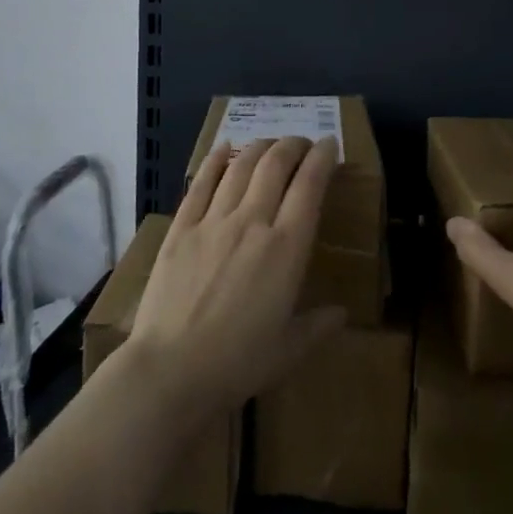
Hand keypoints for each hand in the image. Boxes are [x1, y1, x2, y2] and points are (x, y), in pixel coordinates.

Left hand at [126, 136, 346, 419]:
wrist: (171, 370)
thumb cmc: (238, 363)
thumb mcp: (289, 349)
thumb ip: (318, 325)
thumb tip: (342, 313)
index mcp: (286, 248)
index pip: (310, 185)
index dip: (321, 158)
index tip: (328, 144)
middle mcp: (253, 222)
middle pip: (275, 164)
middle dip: (292, 145)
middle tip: (301, 143)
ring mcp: (214, 221)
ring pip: (241, 166)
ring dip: (259, 147)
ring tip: (269, 144)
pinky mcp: (182, 228)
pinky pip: (201, 182)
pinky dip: (215, 160)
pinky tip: (224, 148)